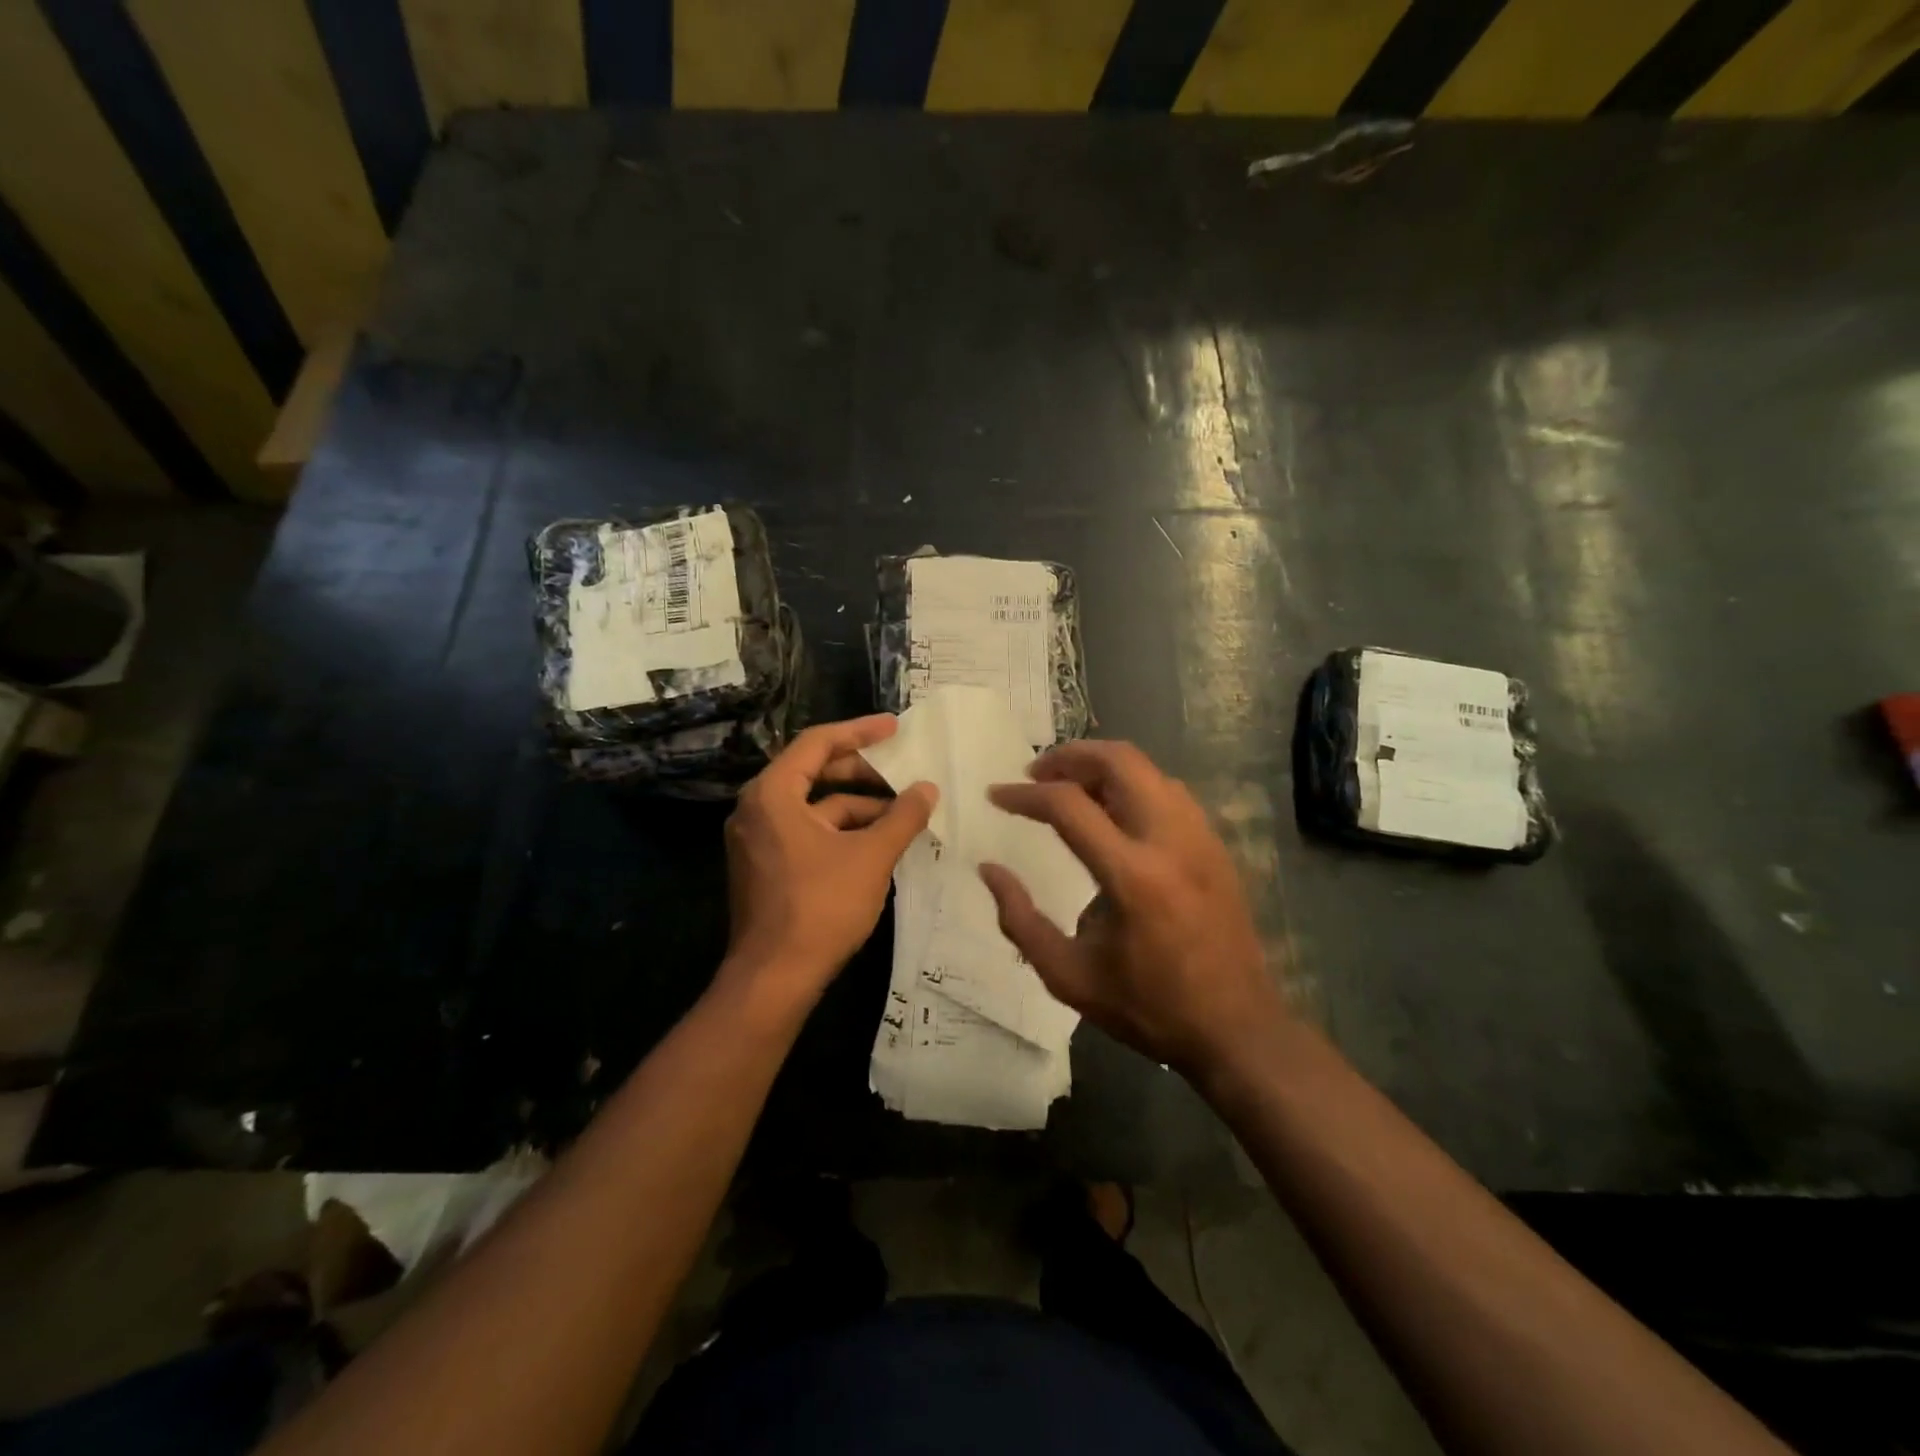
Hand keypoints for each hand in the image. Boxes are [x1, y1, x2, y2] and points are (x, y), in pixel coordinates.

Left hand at [724, 716, 935, 1001]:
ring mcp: (759, 839)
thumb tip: (928, 788)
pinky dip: (841, 831)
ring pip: (814, 807)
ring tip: (902, 812)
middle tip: (903, 769)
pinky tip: (878, 842)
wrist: (775, 978)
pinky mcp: (766, 866)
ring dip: (857, 806)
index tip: (895, 728)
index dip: (860, 732)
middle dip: (862, 771)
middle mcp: (757, 808)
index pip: (817, 743)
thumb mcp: (871, 857)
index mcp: (773, 794)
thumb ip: (902, 817)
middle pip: (814, 772)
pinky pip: (807, 831)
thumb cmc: (821, 907)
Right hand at [980, 741, 1284, 1076]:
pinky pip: (1169, 790)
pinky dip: (1133, 783)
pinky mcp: (1216, 845)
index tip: (997, 795)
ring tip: (1069, 786)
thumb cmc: (1149, 1007)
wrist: (1238, 1030)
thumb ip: (1020, 920)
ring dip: (1103, 765)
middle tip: (1036, 772)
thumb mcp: (1069, 976)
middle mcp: (1170, 841)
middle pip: (1119, 761)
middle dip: (1070, 756)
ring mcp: (1201, 838)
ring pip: (1148, 769)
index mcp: (1132, 876)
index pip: (1069, 806)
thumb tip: (989, 870)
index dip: (1025, 795)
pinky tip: (1113, 810)